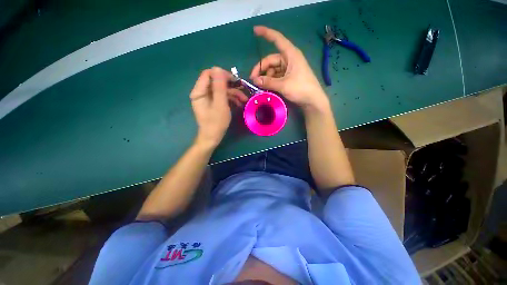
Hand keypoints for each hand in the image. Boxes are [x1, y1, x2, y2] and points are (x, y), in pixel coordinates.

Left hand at [190, 67, 247, 148]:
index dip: (222, 75)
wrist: (212, 138)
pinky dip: (231, 99)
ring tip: (244, 99)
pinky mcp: (213, 103)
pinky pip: (222, 97)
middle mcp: (202, 92)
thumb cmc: (216, 123)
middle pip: (216, 82)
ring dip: (233, 93)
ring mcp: (208, 98)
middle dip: (231, 86)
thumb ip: (219, 87)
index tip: (235, 80)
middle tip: (243, 89)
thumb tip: (218, 68)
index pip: (209, 74)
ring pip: (221, 90)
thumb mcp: (220, 104)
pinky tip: (239, 103)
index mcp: (199, 92)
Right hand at [250, 26, 329, 112]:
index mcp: (291, 54)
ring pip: (273, 69)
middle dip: (261, 69)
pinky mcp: (289, 77)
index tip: (254, 30)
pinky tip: (266, 87)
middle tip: (253, 80)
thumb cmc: (301, 89)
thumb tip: (255, 80)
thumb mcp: (283, 85)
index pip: (277, 39)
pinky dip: (271, 81)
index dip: (266, 33)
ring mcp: (289, 68)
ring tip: (260, 86)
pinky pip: (276, 76)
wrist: (313, 101)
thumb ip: (268, 82)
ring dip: (265, 77)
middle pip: (271, 60)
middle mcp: (289, 59)